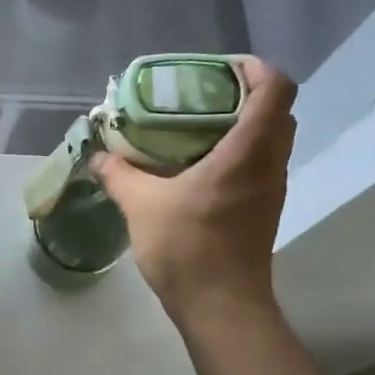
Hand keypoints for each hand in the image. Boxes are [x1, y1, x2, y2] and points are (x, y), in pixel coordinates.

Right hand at [93, 56, 297, 324]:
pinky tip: (195, 169)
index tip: (218, 68)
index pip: (275, 89)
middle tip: (200, 97)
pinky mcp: (261, 211)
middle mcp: (269, 165)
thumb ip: (119, 174)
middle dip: (244, 95)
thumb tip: (98, 156)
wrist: (221, 307)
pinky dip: (236, 154)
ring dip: (240, 126)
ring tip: (193, 129)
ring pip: (269, 141)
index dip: (255, 68)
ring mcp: (270, 190)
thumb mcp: (141, 205)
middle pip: (276, 112)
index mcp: (247, 152)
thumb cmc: (187, 248)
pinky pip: (258, 166)